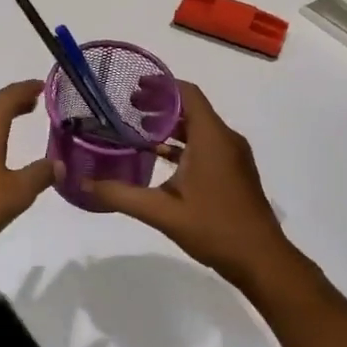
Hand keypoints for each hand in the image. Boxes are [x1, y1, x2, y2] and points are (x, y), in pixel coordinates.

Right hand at [88, 82, 298, 289]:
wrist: (262, 260)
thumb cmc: (215, 228)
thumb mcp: (162, 212)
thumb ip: (121, 195)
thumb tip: (83, 184)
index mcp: (211, 138)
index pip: (187, 94)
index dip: (161, 86)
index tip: (134, 87)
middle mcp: (226, 139)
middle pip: (192, 108)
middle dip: (161, 104)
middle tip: (130, 108)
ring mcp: (234, 156)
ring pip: (200, 128)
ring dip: (172, 125)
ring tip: (140, 130)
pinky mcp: (235, 172)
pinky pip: (207, 144)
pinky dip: (184, 144)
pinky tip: (161, 158)